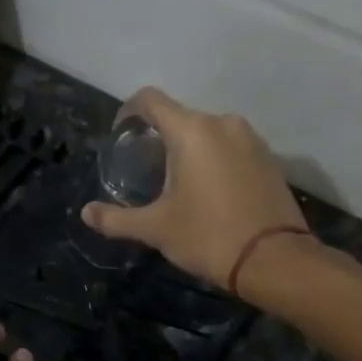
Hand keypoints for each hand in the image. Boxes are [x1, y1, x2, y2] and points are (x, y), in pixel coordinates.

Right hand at [81, 88, 309, 295]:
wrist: (276, 260)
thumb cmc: (209, 237)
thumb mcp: (156, 229)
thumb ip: (116, 219)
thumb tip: (86, 213)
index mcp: (191, 131)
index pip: (150, 100)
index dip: (128, 112)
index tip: (121, 136)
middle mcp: (222, 123)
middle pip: (179, 116)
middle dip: (159, 136)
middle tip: (145, 167)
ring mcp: (251, 138)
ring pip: (207, 131)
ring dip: (188, 147)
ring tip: (176, 180)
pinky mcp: (269, 157)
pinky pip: (231, 146)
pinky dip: (214, 158)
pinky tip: (209, 189)